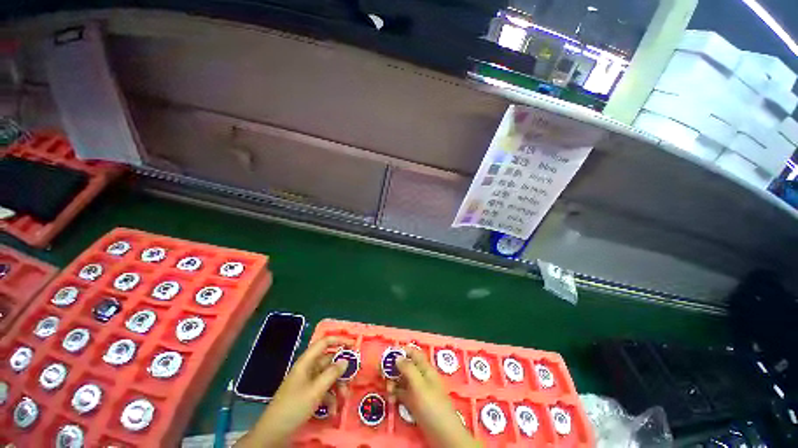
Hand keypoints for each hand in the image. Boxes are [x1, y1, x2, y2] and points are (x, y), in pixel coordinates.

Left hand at [235, 337, 348, 447]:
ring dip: (337, 387)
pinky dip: (330, 399)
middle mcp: (308, 369)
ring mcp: (308, 382)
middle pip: (329, 362)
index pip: (324, 343)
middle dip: (341, 371)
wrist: (274, 433)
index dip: (339, 340)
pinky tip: (332, 411)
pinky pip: (323, 390)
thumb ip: (332, 373)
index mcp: (307, 362)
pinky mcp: (308, 394)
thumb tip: (346, 360)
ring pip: (328, 377)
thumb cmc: (294, 406)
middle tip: (353, 378)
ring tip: (343, 399)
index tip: (354, 345)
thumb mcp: (316, 390)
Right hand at [388, 347, 482, 447]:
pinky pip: (401, 393)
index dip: (401, 351)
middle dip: (393, 367)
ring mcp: (416, 390)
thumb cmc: (432, 405)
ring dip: (392, 381)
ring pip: (401, 379)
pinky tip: (390, 399)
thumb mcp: (419, 385)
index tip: (388, 354)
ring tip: (387, 389)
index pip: (413, 353)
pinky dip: (395, 393)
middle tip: (380, 372)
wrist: (442, 433)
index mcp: (425, 368)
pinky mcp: (413, 402)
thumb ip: (408, 369)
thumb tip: (397, 356)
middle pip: (405, 366)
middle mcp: (420, 376)